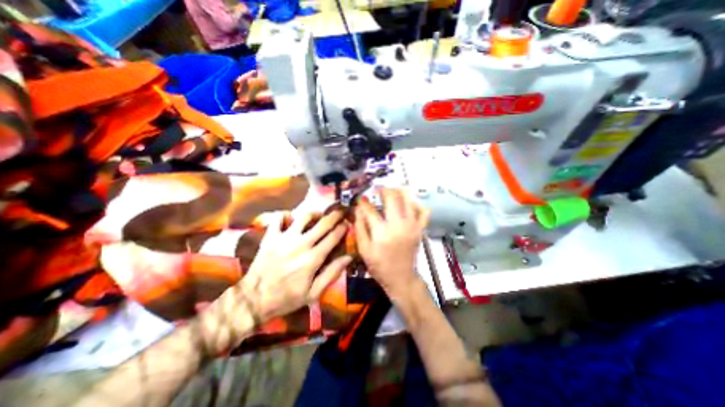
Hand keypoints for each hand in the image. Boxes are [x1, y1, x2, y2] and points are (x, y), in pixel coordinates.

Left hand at [197, 210, 351, 352]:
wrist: (253, 300)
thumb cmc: (287, 298)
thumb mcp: (314, 292)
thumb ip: (332, 273)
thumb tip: (349, 257)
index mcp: (313, 258)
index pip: (333, 237)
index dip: (342, 228)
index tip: (347, 223)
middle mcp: (301, 244)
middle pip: (322, 223)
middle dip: (335, 215)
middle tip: (340, 211)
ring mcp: (284, 238)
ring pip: (303, 216)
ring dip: (314, 213)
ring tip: (319, 215)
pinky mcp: (270, 237)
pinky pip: (279, 218)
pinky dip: (286, 215)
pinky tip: (292, 218)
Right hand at [355, 189, 428, 296]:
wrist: (401, 278)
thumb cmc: (379, 266)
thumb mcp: (364, 249)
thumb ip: (360, 228)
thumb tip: (358, 210)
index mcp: (382, 232)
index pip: (370, 210)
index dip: (363, 202)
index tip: (360, 199)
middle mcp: (398, 225)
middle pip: (392, 198)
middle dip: (384, 190)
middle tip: (378, 189)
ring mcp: (412, 226)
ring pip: (408, 200)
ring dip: (400, 192)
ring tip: (393, 191)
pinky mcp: (420, 229)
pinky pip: (423, 211)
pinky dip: (416, 204)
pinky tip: (408, 204)